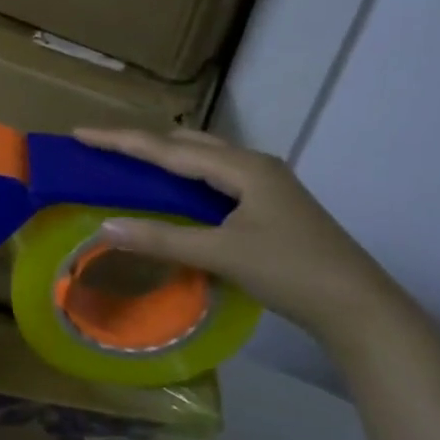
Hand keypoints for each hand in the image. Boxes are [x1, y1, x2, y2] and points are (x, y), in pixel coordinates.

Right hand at [73, 127, 412, 346]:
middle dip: (142, 143)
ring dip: (165, 158)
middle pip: (186, 143)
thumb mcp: (221, 253)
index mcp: (242, 167)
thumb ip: (161, 238)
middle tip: (102, 148)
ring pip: (204, 159)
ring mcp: (266, 184)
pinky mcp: (270, 204)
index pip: (167, 149)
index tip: (80, 133)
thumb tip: (103, 226)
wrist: (359, 306)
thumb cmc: (290, 271)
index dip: (120, 141)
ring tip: (129, 163)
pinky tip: (173, 193)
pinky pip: (215, 178)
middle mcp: (254, 165)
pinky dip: (185, 178)